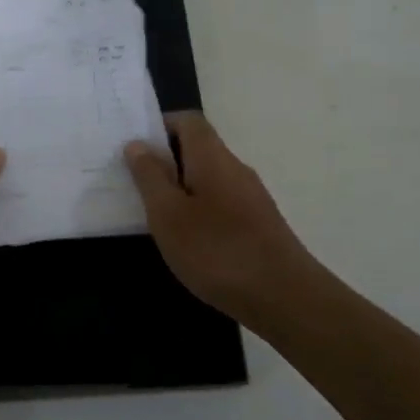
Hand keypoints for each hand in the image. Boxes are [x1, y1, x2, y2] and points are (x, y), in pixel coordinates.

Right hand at [124, 111, 317, 323]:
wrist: (286, 298)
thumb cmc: (217, 251)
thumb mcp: (168, 215)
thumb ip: (150, 177)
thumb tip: (138, 144)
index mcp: (212, 157)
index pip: (188, 121)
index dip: (160, 125)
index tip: (134, 148)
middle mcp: (235, 168)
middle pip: (198, 148)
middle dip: (165, 159)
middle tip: (134, 182)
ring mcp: (251, 197)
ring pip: (208, 177)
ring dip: (180, 187)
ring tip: (153, 213)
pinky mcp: (258, 223)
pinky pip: (220, 201)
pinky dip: (198, 209)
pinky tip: (186, 239)